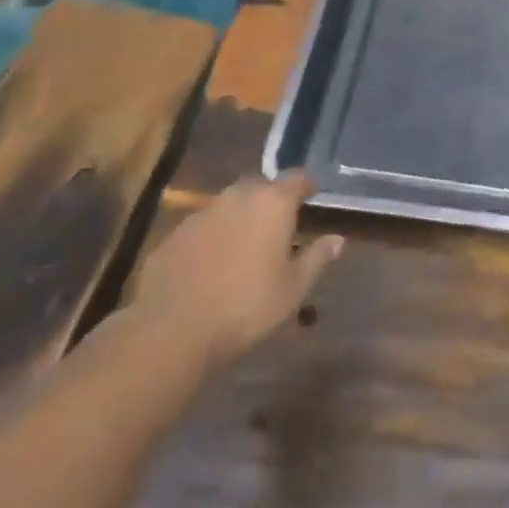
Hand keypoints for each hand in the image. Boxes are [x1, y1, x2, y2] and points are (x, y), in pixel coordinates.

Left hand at [128, 174, 343, 374]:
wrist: (171, 329)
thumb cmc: (245, 307)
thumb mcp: (293, 289)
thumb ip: (317, 258)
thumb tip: (338, 239)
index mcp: (273, 203)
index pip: (297, 178)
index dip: (306, 186)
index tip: (312, 197)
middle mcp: (238, 196)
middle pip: (261, 186)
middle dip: (272, 200)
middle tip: (279, 225)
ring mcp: (202, 212)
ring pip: (230, 204)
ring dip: (241, 216)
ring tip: (246, 244)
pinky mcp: (175, 233)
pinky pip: (203, 225)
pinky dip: (214, 235)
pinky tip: (212, 262)